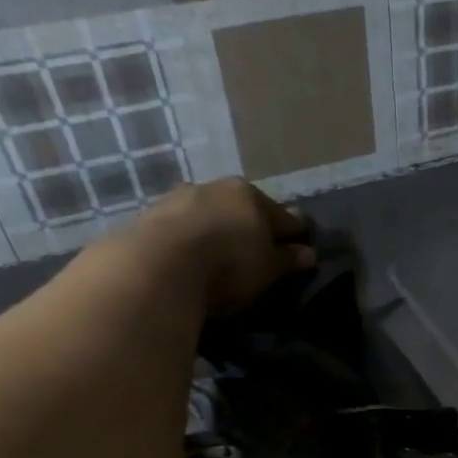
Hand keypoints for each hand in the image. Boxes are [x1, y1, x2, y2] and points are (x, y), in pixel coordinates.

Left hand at [137, 177, 316, 316]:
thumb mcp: (268, 269)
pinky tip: (192, 257)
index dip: (296, 233)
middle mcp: (216, 187)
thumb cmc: (228, 265)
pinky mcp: (150, 216)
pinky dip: (192, 239)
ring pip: (210, 214)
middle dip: (253, 227)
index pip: (284, 216)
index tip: (303, 245)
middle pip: (244, 209)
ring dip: (218, 230)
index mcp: (251, 195)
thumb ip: (288, 260)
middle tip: (260, 252)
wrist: (159, 266)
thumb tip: (308, 253)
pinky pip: (182, 227)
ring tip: (221, 255)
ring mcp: (179, 198)